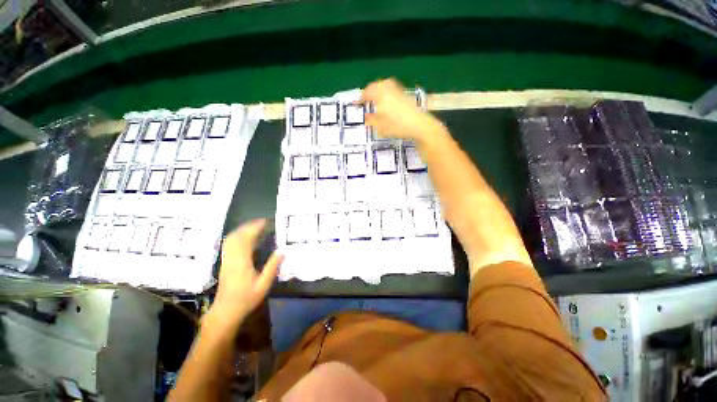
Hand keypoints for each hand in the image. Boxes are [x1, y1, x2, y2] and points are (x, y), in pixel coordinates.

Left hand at [211, 220, 282, 325]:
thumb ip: (272, 267)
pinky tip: (245, 237)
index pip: (247, 239)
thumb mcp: (263, 285)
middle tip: (263, 222)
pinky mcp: (225, 262)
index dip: (256, 228)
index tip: (266, 222)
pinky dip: (237, 236)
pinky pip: (229, 244)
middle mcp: (232, 258)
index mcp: (242, 262)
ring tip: (255, 226)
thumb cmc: (246, 298)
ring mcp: (226, 259)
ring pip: (231, 239)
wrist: (226, 311)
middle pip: (237, 236)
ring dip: (243, 229)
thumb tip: (282, 251)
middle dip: (249, 226)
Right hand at [361, 78, 445, 144]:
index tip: (357, 103)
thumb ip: (372, 121)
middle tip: (365, 98)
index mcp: (381, 96)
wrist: (419, 125)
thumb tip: (365, 118)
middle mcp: (389, 90)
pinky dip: (386, 90)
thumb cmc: (398, 126)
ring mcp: (398, 91)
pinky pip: (392, 88)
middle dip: (369, 90)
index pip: (367, 93)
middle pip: (376, 85)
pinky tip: (387, 99)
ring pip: (385, 84)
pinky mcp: (405, 95)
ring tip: (375, 97)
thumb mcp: (381, 127)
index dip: (361, 98)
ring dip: (378, 88)